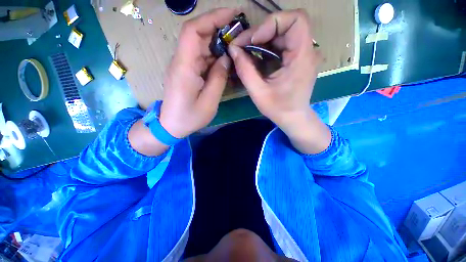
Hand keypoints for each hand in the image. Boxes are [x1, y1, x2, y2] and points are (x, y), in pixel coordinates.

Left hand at [159, 8, 239, 137]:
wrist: (171, 126)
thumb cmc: (189, 117)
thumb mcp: (209, 102)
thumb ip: (218, 79)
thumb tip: (226, 59)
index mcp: (184, 67)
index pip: (193, 31)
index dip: (212, 17)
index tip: (232, 14)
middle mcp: (181, 61)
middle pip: (197, 34)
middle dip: (218, 28)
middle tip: (239, 31)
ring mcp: (183, 66)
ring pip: (200, 46)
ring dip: (217, 42)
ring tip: (235, 45)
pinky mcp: (186, 72)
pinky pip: (200, 58)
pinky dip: (213, 55)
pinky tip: (225, 60)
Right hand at [228, 10, 321, 134]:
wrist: (293, 118)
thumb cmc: (279, 108)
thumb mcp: (258, 92)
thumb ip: (245, 70)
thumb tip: (233, 49)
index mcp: (302, 57)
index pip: (296, 20)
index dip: (272, 23)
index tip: (254, 40)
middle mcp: (307, 51)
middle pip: (287, 24)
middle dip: (262, 31)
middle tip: (243, 45)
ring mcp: (303, 54)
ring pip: (283, 33)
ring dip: (263, 38)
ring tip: (246, 50)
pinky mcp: (297, 59)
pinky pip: (282, 44)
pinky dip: (267, 46)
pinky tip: (256, 56)